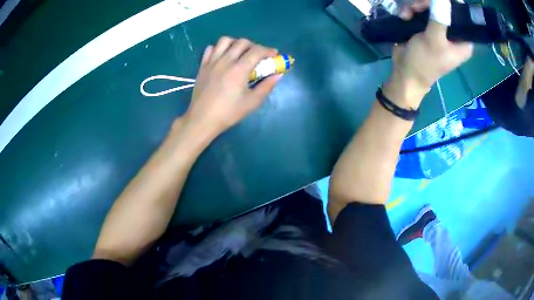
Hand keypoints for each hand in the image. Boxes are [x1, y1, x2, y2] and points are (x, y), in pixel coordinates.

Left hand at [183, 37, 281, 138]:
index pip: (257, 51)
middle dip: (254, 46)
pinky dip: (219, 48)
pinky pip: (210, 49)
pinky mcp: (203, 66)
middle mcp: (225, 61)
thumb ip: (267, 86)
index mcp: (239, 69)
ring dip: (236, 43)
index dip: (268, 50)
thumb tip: (278, 74)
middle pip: (242, 42)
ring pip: (225, 41)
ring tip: (240, 52)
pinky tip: (223, 57)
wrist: (202, 119)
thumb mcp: (252, 102)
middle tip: (258, 56)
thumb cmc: (228, 113)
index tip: (274, 55)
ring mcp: (212, 62)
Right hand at [383, 0, 472, 108]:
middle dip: (428, 4)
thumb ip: (440, 18)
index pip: (462, 16)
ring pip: (431, 7)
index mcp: (463, 42)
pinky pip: (421, 11)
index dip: (451, 5)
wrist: (405, 73)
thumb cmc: (424, 62)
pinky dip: (411, 11)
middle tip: (416, 7)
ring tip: (408, 13)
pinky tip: (404, 16)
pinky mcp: (427, 28)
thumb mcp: (434, 40)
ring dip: (417, 7)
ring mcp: (439, 29)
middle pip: (445, 8)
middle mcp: (453, 34)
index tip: (437, 2)